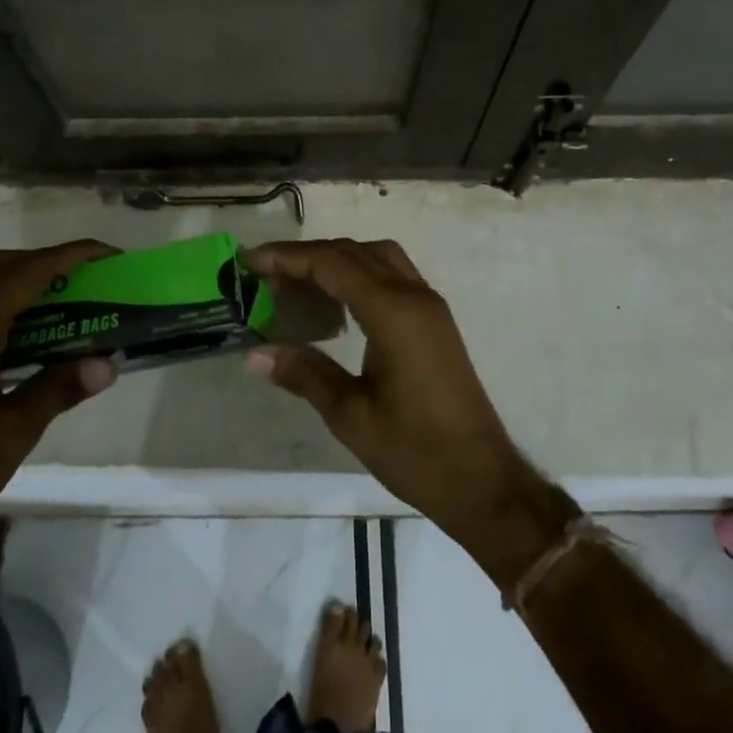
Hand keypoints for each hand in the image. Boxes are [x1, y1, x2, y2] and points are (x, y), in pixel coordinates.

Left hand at [0, 241, 118, 582]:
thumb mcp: (11, 435)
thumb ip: (58, 390)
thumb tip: (109, 362)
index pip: (22, 276)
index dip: (68, 257)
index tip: (108, 254)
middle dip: (43, 260)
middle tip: (86, 275)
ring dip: (24, 282)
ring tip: (68, 299)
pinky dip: (7, 307)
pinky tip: (34, 337)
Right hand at [243, 239, 576, 585]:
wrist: (483, 481)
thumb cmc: (416, 452)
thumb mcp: (351, 416)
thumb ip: (305, 374)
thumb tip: (255, 354)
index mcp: (393, 311)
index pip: (331, 263)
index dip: (286, 257)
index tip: (248, 261)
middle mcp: (414, 295)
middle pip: (353, 251)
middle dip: (306, 256)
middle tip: (264, 275)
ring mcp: (429, 305)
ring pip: (377, 256)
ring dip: (336, 259)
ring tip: (296, 283)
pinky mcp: (435, 320)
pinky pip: (392, 274)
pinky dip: (359, 272)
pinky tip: (337, 302)